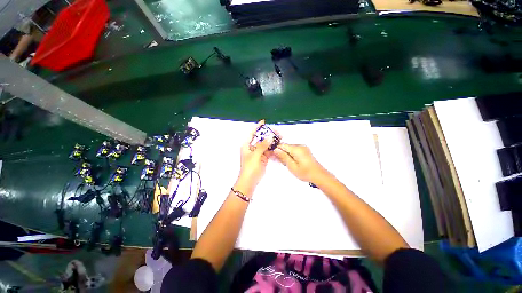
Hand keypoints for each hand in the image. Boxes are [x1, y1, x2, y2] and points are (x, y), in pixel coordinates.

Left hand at [236, 120, 273, 194]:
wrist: (250, 181)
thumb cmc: (250, 167)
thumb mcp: (255, 155)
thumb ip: (262, 146)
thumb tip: (269, 137)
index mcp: (247, 145)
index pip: (252, 133)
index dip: (257, 127)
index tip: (263, 122)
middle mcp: (252, 148)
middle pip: (260, 138)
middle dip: (268, 134)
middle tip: (276, 132)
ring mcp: (258, 153)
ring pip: (265, 144)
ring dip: (272, 141)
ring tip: (279, 137)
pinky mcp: (263, 158)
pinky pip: (268, 151)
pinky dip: (273, 148)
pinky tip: (278, 145)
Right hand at [274, 144, 328, 183]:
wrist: (319, 175)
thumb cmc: (305, 172)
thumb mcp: (292, 166)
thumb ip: (283, 157)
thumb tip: (275, 149)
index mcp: (296, 149)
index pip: (282, 145)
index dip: (276, 149)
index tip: (272, 155)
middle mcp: (300, 146)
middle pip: (286, 146)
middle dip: (281, 153)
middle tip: (280, 162)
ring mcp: (303, 148)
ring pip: (289, 148)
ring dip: (285, 154)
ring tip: (286, 163)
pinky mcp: (305, 151)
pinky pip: (294, 150)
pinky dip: (290, 155)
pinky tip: (291, 162)